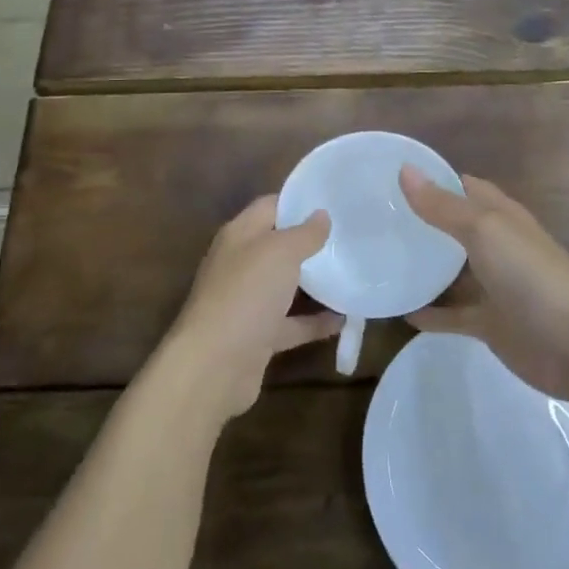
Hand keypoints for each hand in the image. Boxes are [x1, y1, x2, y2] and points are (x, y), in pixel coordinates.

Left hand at [159, 196, 337, 423]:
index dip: (299, 202)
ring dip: (316, 282)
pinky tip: (346, 318)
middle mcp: (241, 264)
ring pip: (286, 286)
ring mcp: (249, 302)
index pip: (270, 206)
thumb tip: (321, 214)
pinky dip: (316, 321)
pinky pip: (292, 323)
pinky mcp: (259, 336)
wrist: (214, 366)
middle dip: (312, 242)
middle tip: (351, 237)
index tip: (334, 202)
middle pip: (279, 246)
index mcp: (240, 235)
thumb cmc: (246, 294)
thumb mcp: (280, 252)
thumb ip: (304, 233)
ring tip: (354, 272)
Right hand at [399, 168, 568, 401]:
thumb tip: (405, 169)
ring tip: (379, 262)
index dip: (433, 180)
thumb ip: (443, 206)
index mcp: (501, 216)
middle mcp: (497, 246)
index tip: (391, 177)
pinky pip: (452, 315)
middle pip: (454, 228)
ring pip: (452, 272)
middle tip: (376, 220)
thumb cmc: (531, 275)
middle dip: (422, 222)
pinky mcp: (489, 323)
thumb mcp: (484, 230)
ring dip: (423, 267)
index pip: (464, 187)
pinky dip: (430, 313)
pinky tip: (399, 311)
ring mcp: (494, 287)